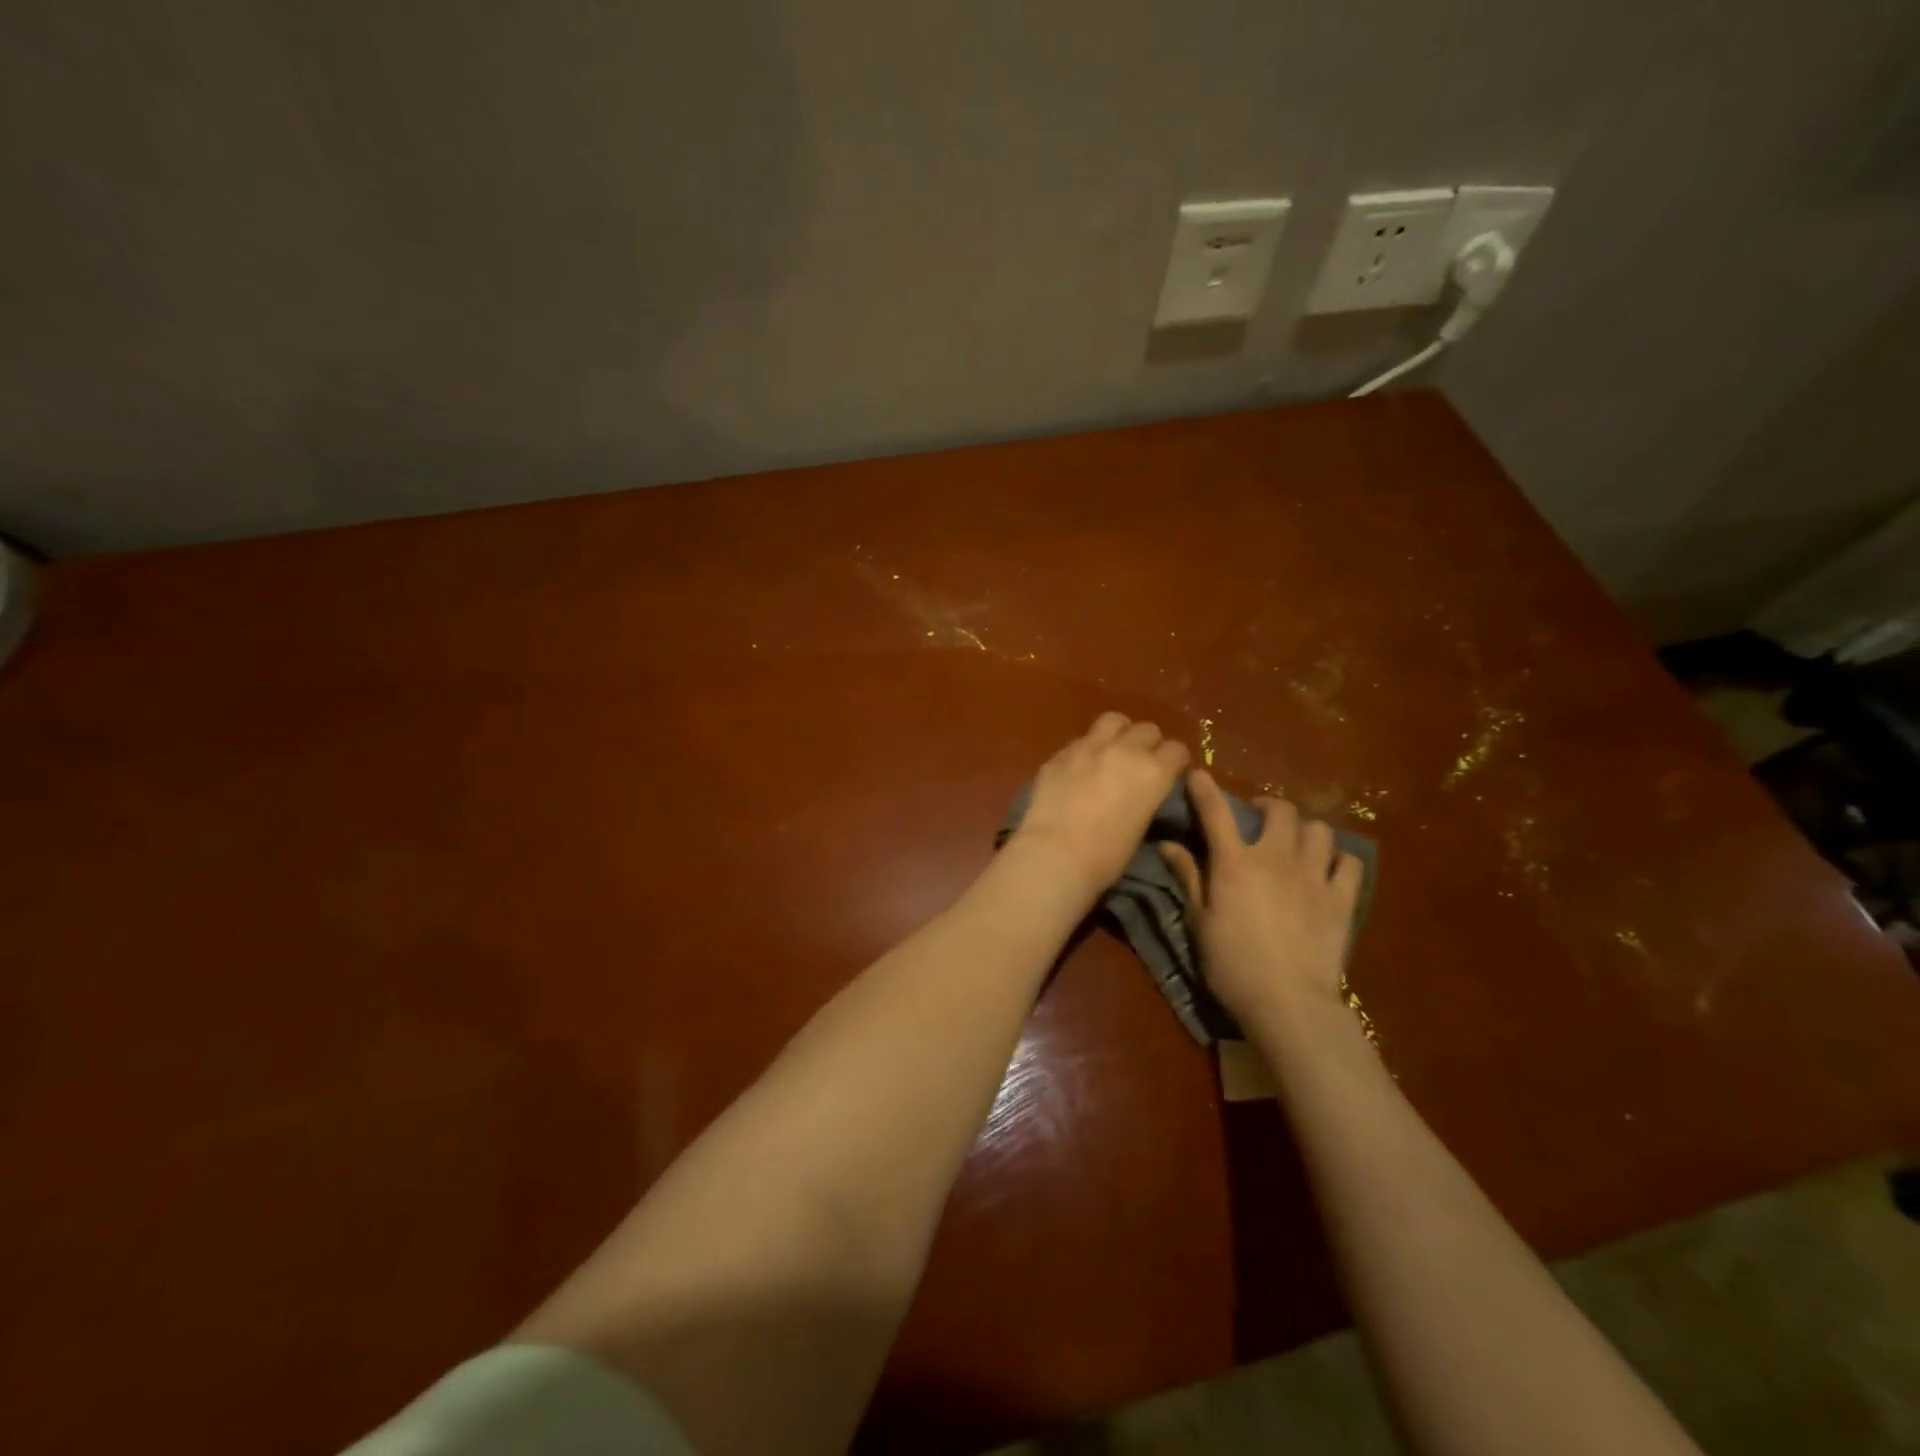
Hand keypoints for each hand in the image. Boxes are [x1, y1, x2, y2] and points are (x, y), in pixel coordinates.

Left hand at [1011, 713, 1189, 905]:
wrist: (1055, 854)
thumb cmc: (1106, 857)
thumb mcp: (1141, 826)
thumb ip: (1146, 797)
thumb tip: (1143, 792)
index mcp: (1154, 772)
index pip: (1177, 750)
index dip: (1175, 761)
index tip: (1170, 772)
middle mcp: (1125, 750)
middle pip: (1148, 729)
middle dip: (1149, 744)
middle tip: (1140, 763)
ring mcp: (1089, 746)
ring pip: (1114, 721)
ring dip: (1119, 733)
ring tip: (1113, 750)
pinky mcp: (1060, 753)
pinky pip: (1081, 740)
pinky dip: (1087, 749)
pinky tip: (1080, 767)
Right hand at [1157, 770, 1361, 1025]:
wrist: (1289, 1002)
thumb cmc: (1232, 964)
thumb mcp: (1199, 921)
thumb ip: (1188, 877)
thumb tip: (1168, 845)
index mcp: (1235, 863)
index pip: (1216, 812)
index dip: (1205, 789)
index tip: (1199, 775)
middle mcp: (1276, 858)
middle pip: (1279, 811)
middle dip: (1266, 806)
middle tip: (1257, 818)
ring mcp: (1314, 876)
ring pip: (1318, 830)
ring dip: (1303, 830)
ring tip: (1295, 842)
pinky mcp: (1342, 899)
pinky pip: (1349, 863)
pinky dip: (1338, 860)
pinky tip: (1328, 869)